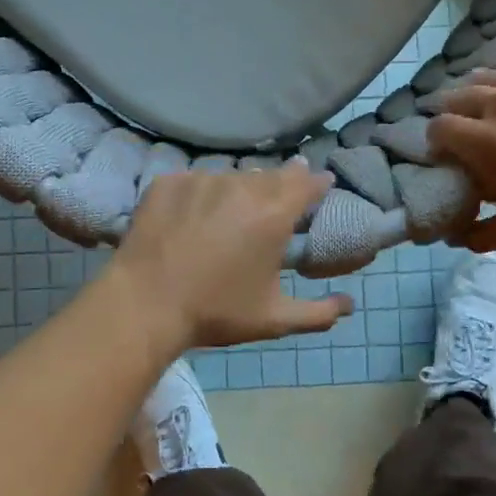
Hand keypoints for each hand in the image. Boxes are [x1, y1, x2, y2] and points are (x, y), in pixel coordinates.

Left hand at [111, 163, 353, 351]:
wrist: (144, 304)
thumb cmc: (216, 312)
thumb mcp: (274, 319)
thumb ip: (319, 313)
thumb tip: (350, 305)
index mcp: (273, 215)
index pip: (306, 183)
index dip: (316, 182)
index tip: (321, 181)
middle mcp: (242, 187)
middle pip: (271, 175)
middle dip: (282, 181)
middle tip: (283, 191)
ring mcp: (202, 180)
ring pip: (232, 176)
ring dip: (241, 187)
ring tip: (235, 207)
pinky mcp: (169, 182)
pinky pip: (195, 180)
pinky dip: (201, 193)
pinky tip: (195, 214)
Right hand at [427, 39, 495, 250]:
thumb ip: (481, 235)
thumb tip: (453, 238)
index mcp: (483, 141)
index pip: (439, 128)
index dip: (437, 139)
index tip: (447, 151)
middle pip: (457, 96)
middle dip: (453, 111)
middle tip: (465, 126)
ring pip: (487, 73)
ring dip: (478, 86)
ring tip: (485, 97)